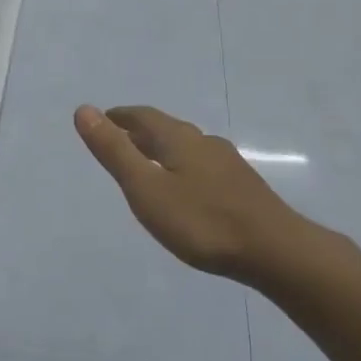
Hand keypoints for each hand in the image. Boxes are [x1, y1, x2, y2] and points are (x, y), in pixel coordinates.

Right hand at [73, 105, 303, 280]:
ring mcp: (227, 164)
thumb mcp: (146, 189)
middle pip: (166, 129)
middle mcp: (203, 142)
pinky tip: (188, 190)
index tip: (103, 120)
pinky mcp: (243, 187)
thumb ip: (114, 151)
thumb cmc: (202, 221)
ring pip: (187, 148)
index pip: (143, 116)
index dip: (120, 117)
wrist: (276, 251)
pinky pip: (203, 166)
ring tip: (149, 165)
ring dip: (163, 150)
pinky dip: (183, 168)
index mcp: (178, 139)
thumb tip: (84, 109)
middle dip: (140, 132)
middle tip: (120, 141)